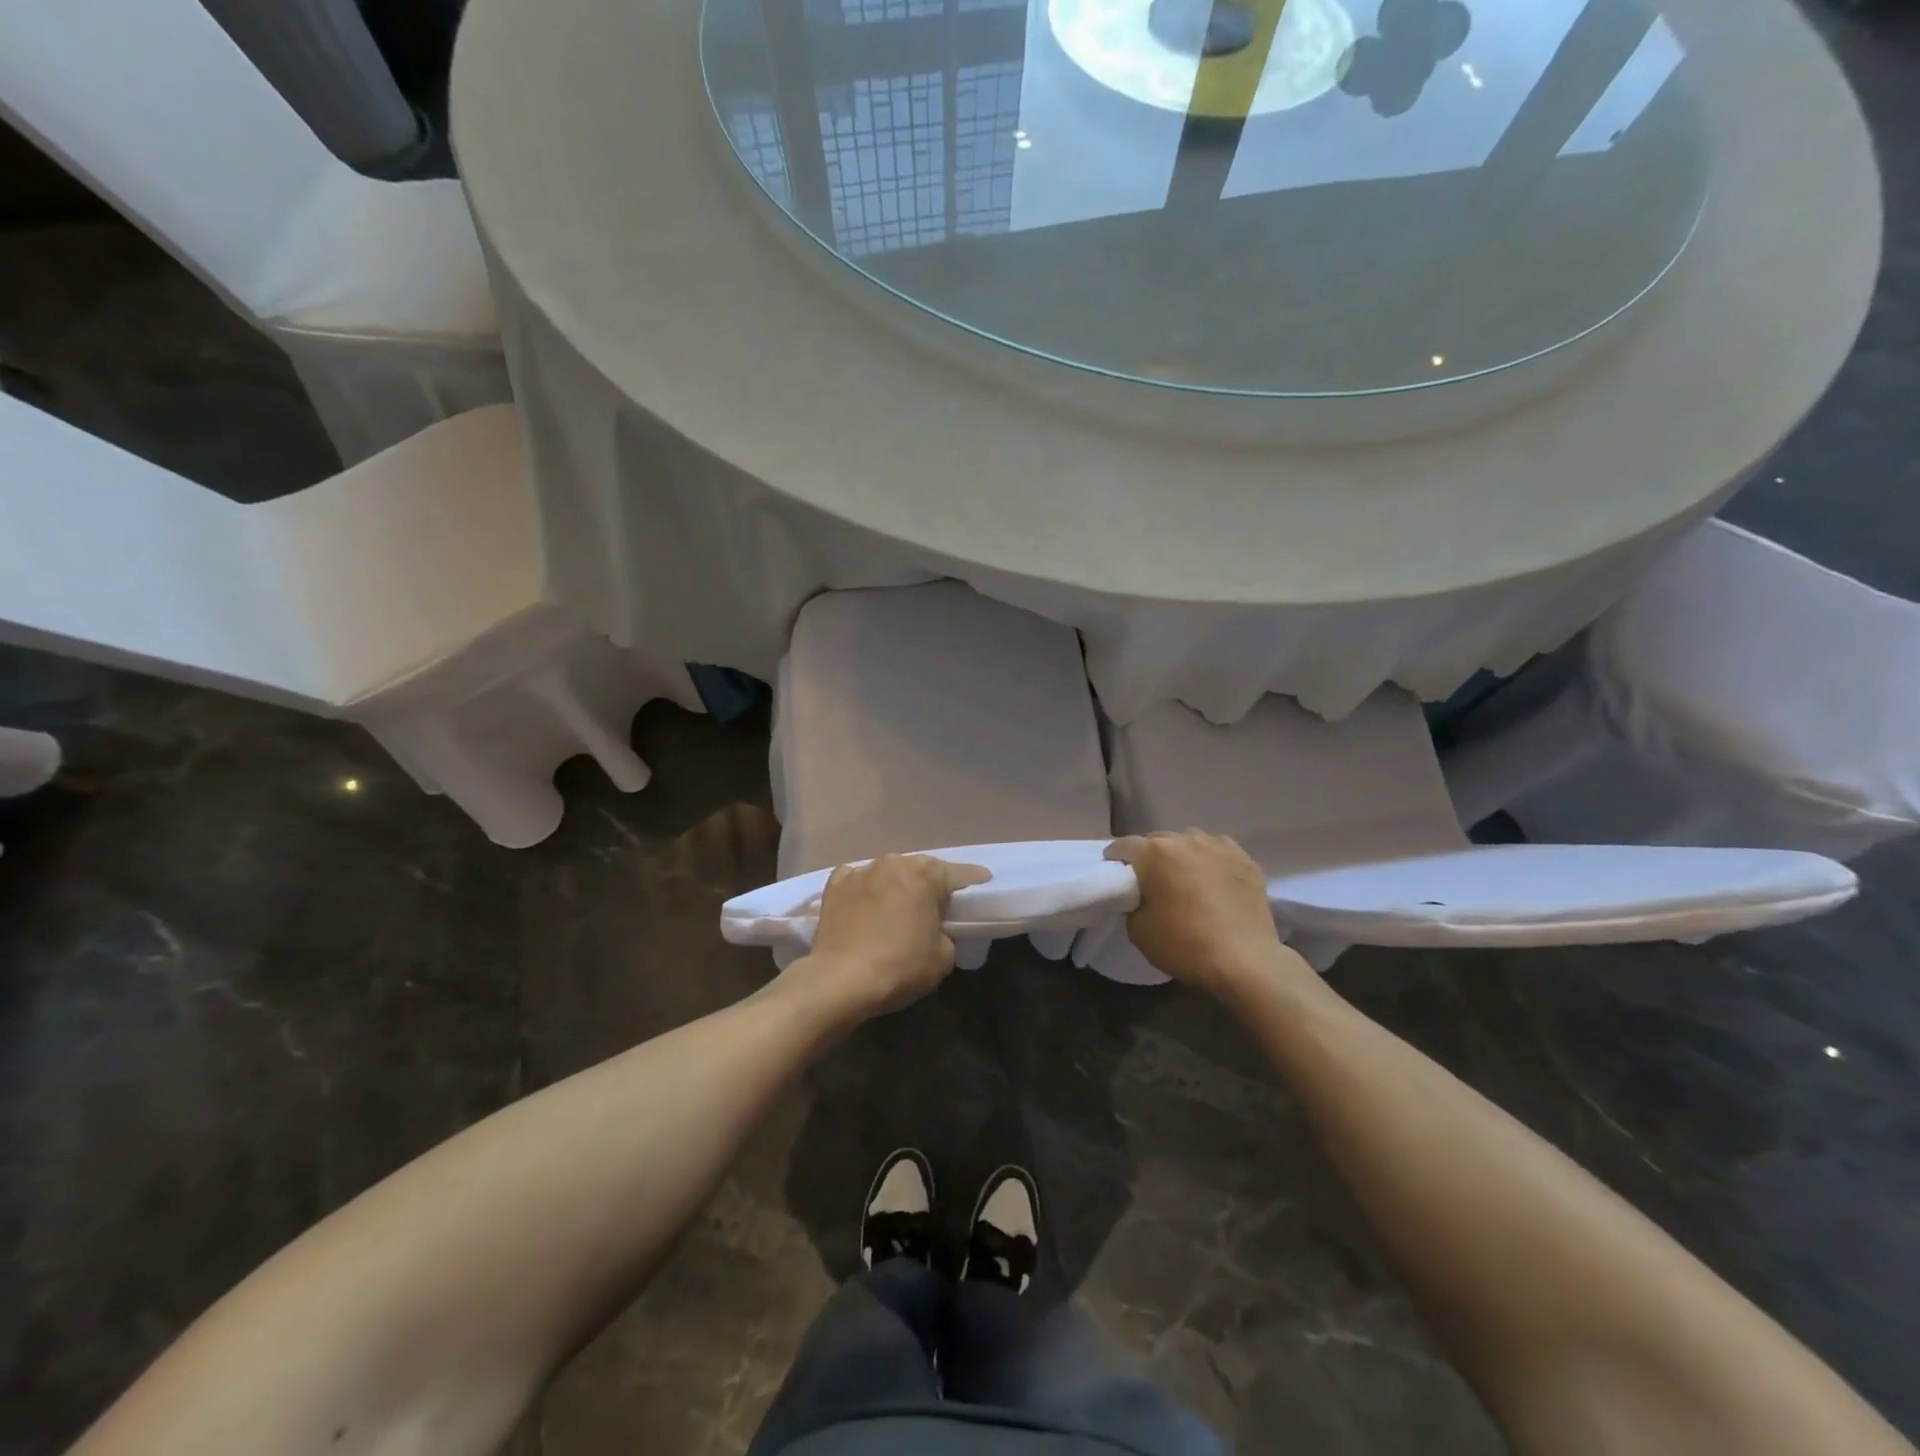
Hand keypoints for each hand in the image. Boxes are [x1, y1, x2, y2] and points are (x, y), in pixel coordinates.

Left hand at [787, 854, 990, 1020]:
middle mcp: (894, 863)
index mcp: (926, 875)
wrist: (840, 980)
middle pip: (921, 869)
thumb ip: (946, 933)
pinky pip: (857, 879)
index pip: (959, 873)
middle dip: (930, 883)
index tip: (984, 881)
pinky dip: (865, 888)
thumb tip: (934, 928)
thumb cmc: (899, 967)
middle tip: (935, 903)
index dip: (974, 879)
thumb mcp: (943, 957)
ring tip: (898, 905)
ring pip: (888, 872)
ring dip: (896, 885)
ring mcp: (861, 871)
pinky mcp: (834, 885)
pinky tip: (864, 902)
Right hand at [1104, 832, 1313, 1001]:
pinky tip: (1214, 881)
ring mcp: (1219, 846)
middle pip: (1158, 840)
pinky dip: (1211, 861)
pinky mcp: (1245, 859)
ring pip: (1190, 842)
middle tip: (1152, 882)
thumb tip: (1140, 895)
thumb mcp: (1138, 930)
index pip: (1123, 845)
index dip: (1115, 860)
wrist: (1245, 962)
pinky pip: (1218, 851)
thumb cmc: (1185, 945)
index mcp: (1154, 853)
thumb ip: (1132, 902)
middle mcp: (1185, 839)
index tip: (1116, 876)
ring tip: (1186, 879)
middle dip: (1150, 857)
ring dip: (1182, 856)